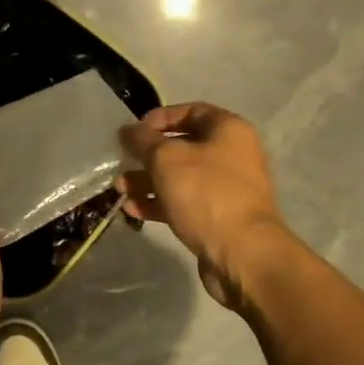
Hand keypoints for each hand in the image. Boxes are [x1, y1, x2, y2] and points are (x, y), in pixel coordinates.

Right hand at [118, 102, 288, 308]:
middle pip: (182, 146)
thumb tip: (128, 130)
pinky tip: (133, 209)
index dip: (160, 118)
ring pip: (180, 177)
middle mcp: (232, 155)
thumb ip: (143, 140)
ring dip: (147, 180)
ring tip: (121, 189)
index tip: (135, 131)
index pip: (192, 111)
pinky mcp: (217, 217)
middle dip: (148, 155)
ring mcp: (226, 188)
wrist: (242, 253)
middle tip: (123, 162)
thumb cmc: (205, 193)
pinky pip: (184, 202)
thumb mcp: (166, 159)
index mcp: (229, 131)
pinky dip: (159, 202)